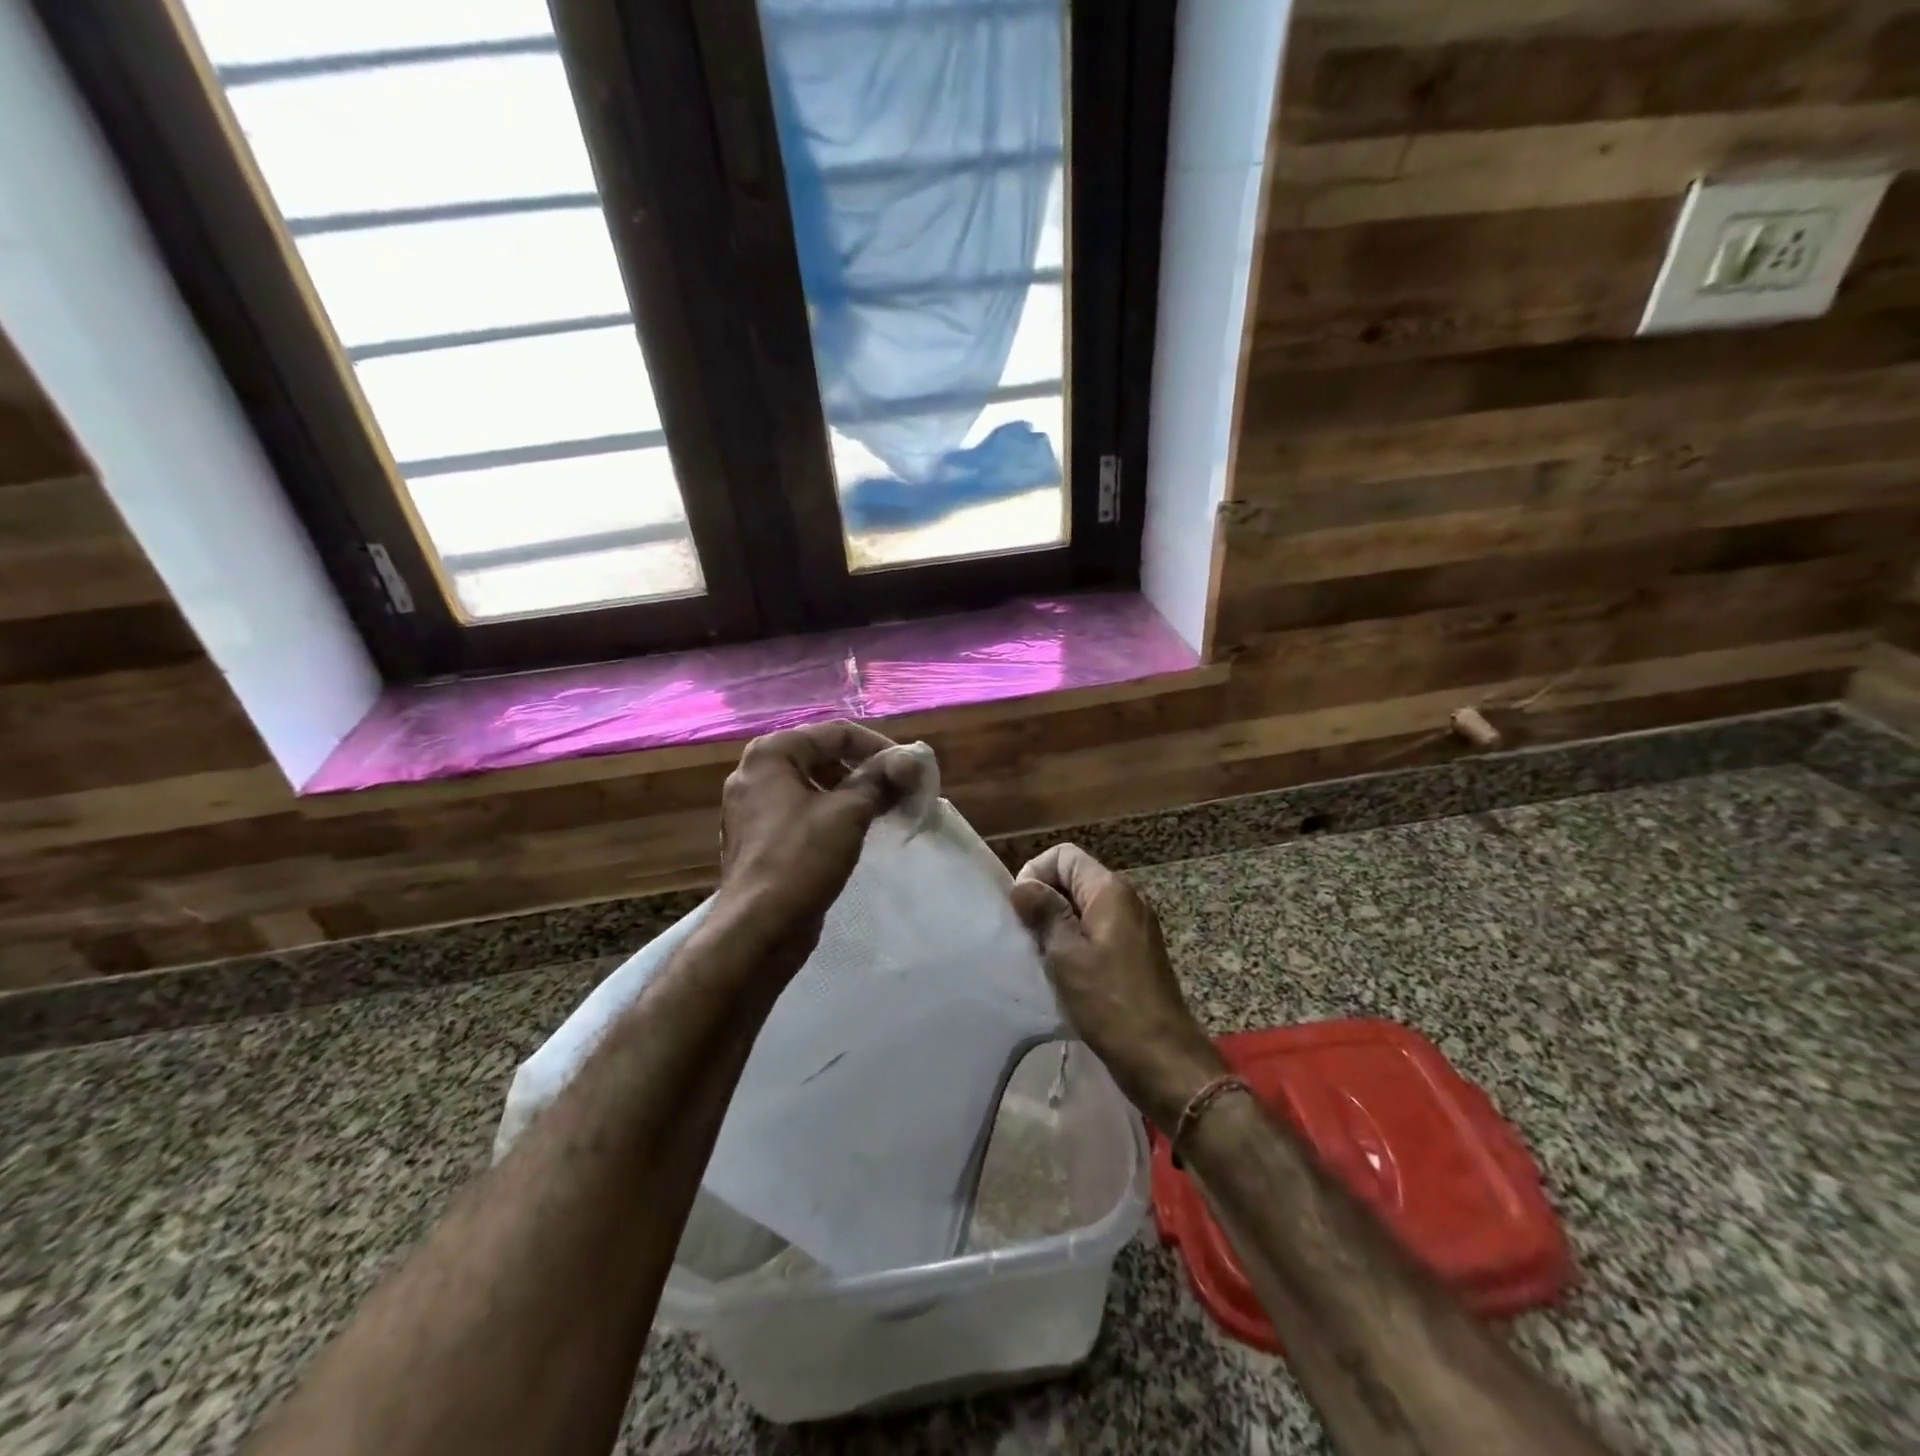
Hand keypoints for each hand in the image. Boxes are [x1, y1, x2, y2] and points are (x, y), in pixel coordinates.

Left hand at [716, 720, 912, 979]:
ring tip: (884, 809)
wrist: (759, 927)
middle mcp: (755, 773)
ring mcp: (753, 807)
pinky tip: (857, 832)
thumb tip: (910, 759)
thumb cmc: (802, 858)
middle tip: (900, 789)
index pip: (836, 733)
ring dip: (852, 792)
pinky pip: (802, 811)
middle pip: (823, 756)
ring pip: (813, 785)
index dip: (879, 747)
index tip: (909, 770)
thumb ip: (880, 778)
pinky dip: (832, 813)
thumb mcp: (849, 812)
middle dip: (865, 770)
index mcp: (771, 754)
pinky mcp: (760, 837)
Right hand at [1010, 844, 1225, 1132]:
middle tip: (1026, 937)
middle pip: (1074, 879)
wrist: (1163, 1059)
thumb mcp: (1066, 954)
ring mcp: (1135, 927)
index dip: (1035, 873)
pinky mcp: (1135, 954)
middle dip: (1044, 900)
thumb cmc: (1110, 1003)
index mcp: (1110, 890)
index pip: (1063, 855)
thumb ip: (1045, 912)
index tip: (1020, 911)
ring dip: (1058, 925)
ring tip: (1042, 957)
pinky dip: (1076, 944)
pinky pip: (1097, 932)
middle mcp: (1127, 899)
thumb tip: (1023, 885)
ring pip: (1084, 908)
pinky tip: (1064, 974)